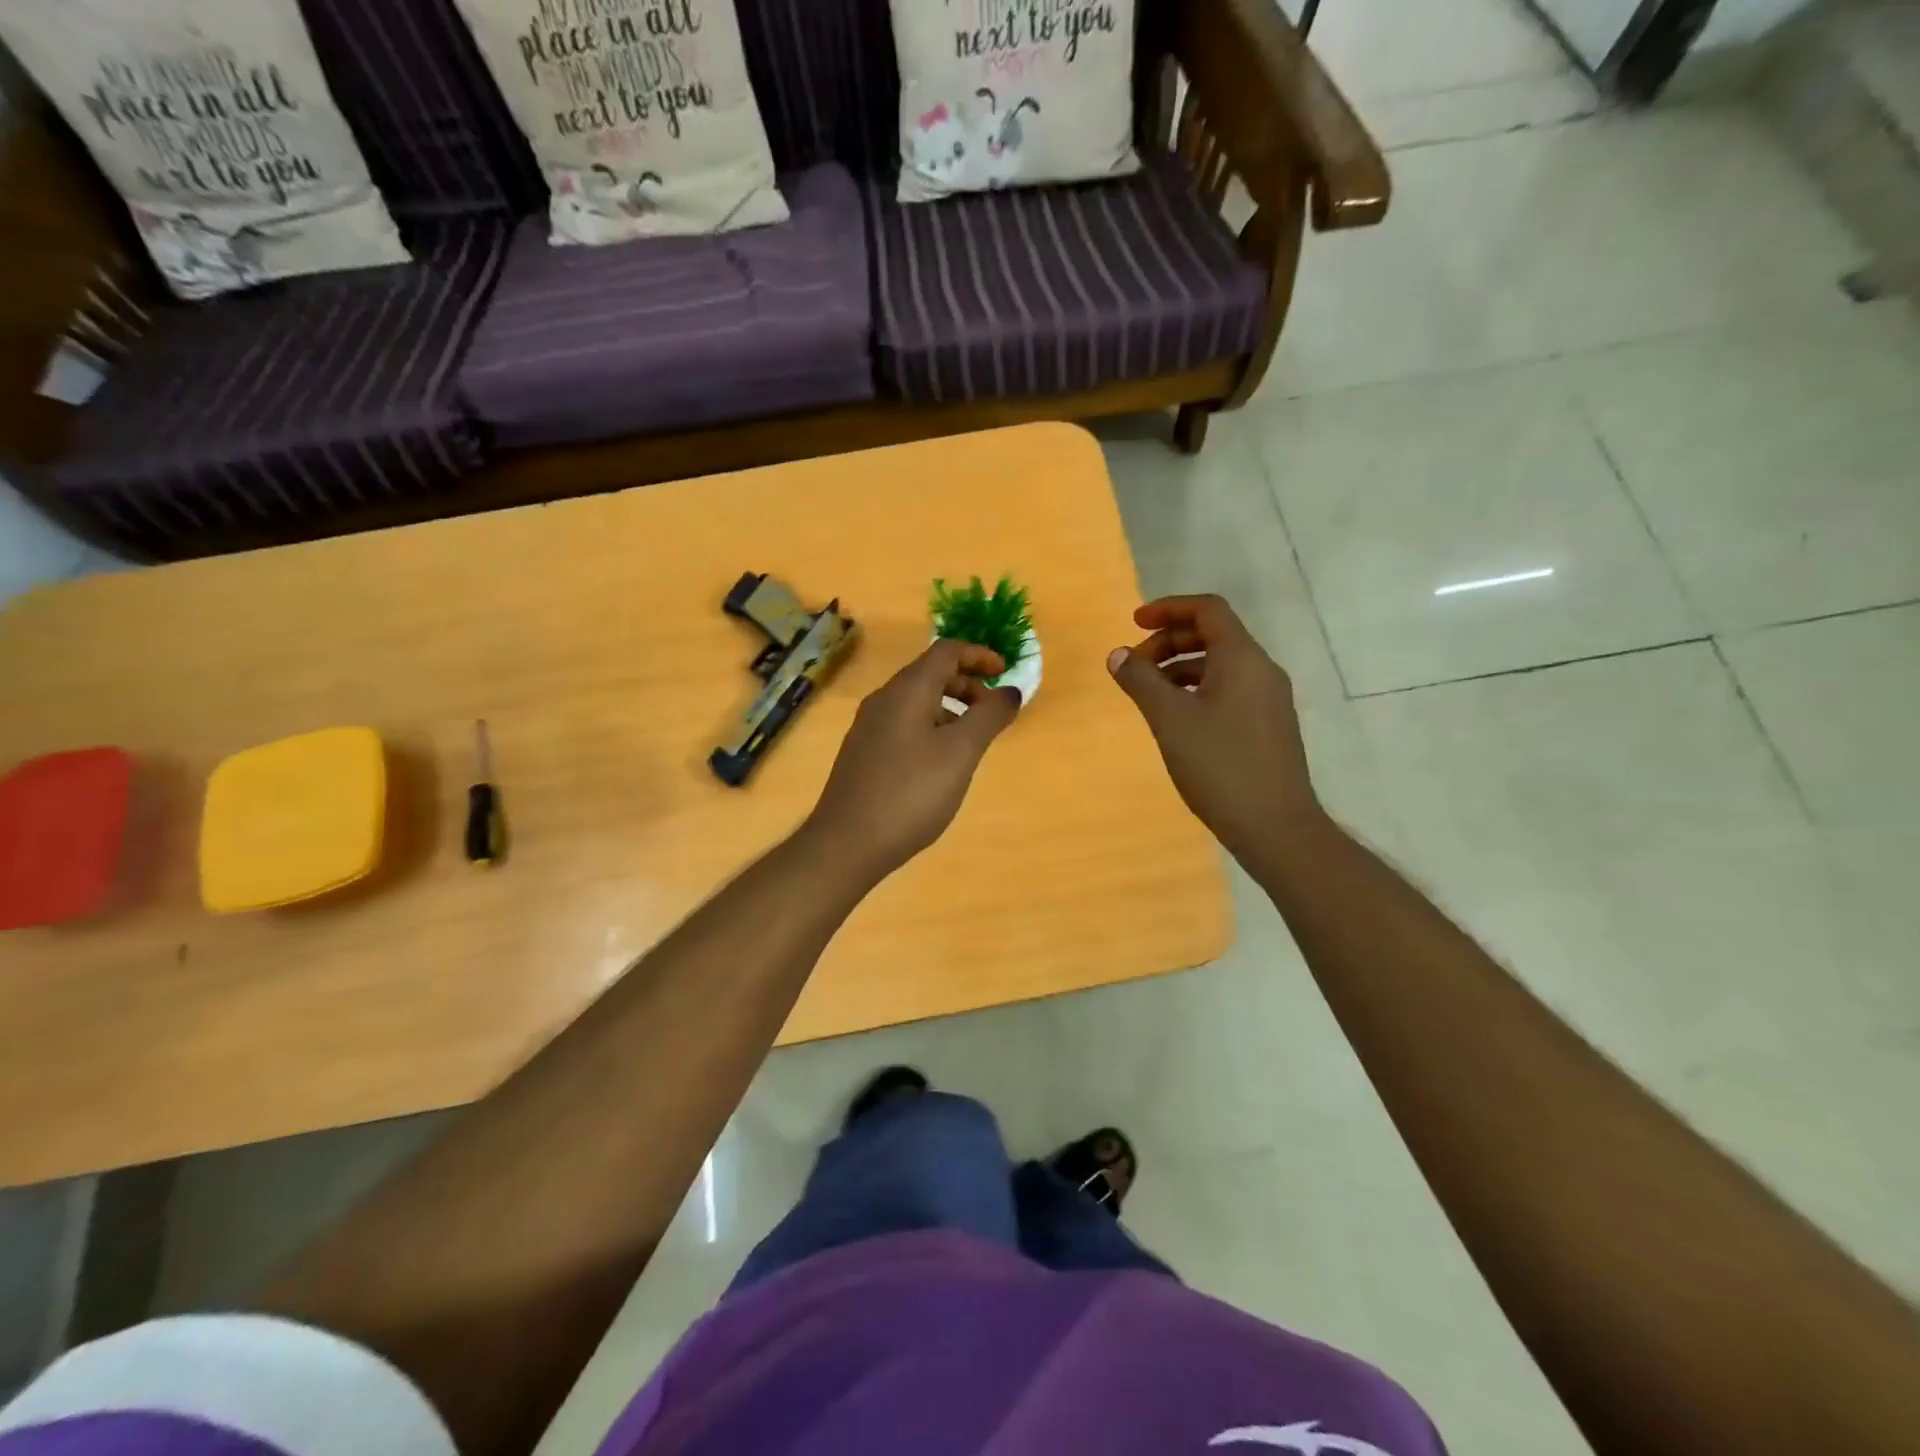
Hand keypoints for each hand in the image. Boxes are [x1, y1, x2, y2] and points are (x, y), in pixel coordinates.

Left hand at [804, 639, 1021, 884]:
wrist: (846, 843)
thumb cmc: (911, 793)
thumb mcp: (961, 753)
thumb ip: (989, 716)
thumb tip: (1010, 691)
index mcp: (907, 691)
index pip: (946, 651)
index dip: (979, 655)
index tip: (1005, 672)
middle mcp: (883, 700)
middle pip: (930, 674)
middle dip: (967, 685)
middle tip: (993, 713)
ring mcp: (869, 728)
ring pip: (917, 702)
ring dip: (951, 709)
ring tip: (972, 742)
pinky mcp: (863, 754)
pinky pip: (904, 724)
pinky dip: (932, 728)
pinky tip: (941, 764)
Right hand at [1107, 594, 1324, 864]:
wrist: (1275, 826)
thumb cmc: (1219, 765)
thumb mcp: (1170, 720)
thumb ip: (1140, 681)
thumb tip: (1118, 654)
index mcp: (1242, 658)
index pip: (1208, 610)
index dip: (1168, 609)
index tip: (1134, 623)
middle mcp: (1261, 670)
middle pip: (1213, 635)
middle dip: (1169, 641)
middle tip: (1135, 666)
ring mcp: (1268, 699)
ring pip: (1220, 665)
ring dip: (1180, 668)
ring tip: (1148, 694)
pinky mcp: (1268, 725)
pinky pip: (1229, 689)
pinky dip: (1197, 689)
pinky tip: (1175, 718)